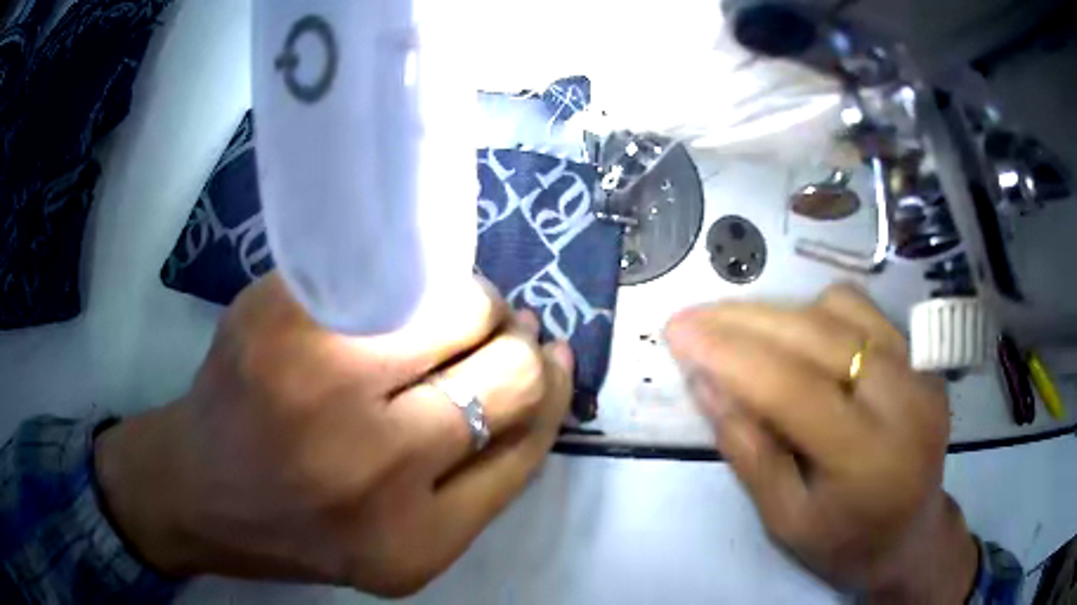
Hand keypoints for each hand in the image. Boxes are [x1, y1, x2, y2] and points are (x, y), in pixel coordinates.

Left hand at [94, 273, 572, 595]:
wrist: (197, 492)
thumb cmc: (301, 527)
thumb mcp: (405, 542)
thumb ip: (477, 480)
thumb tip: (542, 372)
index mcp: (414, 543)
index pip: (527, 442)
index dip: (552, 392)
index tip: (551, 359)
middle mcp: (372, 471)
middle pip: (507, 375)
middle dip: (518, 342)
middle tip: (504, 328)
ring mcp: (314, 385)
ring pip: (455, 308)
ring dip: (474, 302)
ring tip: (457, 307)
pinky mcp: (273, 320)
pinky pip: (381, 274)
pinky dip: (408, 277)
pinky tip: (400, 290)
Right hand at [666, 284, 977, 602]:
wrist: (911, 534)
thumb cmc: (843, 542)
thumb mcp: (783, 519)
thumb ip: (747, 449)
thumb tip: (704, 382)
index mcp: (867, 457)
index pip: (793, 386)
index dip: (730, 353)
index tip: (678, 332)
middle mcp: (903, 399)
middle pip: (817, 333)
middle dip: (745, 320)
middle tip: (694, 320)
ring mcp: (919, 369)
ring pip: (841, 307)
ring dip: (782, 314)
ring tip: (746, 337)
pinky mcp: (922, 357)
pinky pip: (864, 310)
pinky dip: (819, 313)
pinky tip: (799, 339)